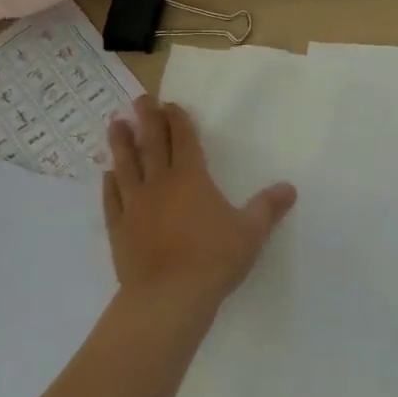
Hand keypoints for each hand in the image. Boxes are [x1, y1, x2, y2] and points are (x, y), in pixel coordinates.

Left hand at [103, 98, 296, 323]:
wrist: (168, 297)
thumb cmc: (214, 259)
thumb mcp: (251, 232)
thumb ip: (268, 207)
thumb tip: (290, 188)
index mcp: (191, 178)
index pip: (183, 140)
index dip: (178, 120)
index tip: (170, 104)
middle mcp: (160, 184)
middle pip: (151, 144)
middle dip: (147, 119)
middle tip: (140, 100)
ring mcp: (135, 205)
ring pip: (126, 166)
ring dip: (121, 143)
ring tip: (116, 125)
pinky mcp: (118, 229)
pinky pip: (111, 199)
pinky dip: (109, 184)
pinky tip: (107, 174)